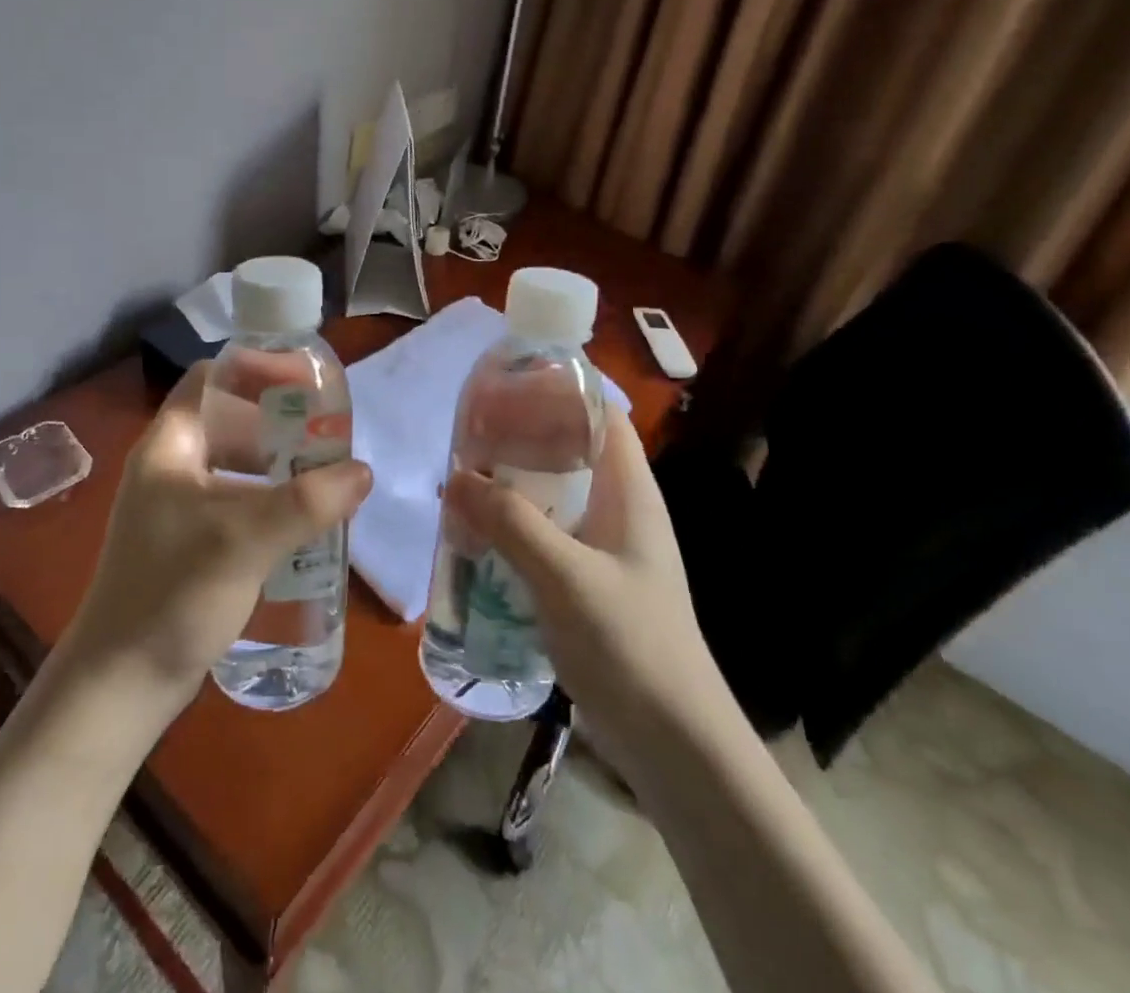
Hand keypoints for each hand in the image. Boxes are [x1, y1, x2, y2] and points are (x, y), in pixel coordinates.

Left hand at [62, 363, 372, 710]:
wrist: (120, 686)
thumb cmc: (172, 593)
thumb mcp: (243, 539)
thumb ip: (307, 502)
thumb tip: (362, 471)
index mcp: (170, 445)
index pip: (212, 378)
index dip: (257, 370)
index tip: (306, 383)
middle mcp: (171, 466)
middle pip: (230, 420)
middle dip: (279, 421)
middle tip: (328, 430)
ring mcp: (178, 507)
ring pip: (236, 464)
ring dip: (279, 463)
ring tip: (326, 472)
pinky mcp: (190, 543)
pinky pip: (237, 502)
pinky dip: (270, 500)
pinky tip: (303, 520)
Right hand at [443, 408, 721, 770]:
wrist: (673, 744)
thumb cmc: (631, 645)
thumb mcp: (565, 577)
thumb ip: (511, 522)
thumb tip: (456, 476)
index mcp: (631, 492)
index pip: (603, 416)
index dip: (562, 391)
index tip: (508, 384)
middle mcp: (620, 510)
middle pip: (572, 452)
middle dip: (523, 438)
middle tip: (468, 435)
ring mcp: (606, 548)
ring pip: (555, 496)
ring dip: (513, 486)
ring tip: (462, 479)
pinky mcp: (589, 582)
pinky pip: (548, 536)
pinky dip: (515, 527)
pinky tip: (478, 536)